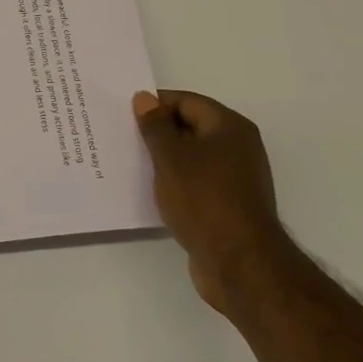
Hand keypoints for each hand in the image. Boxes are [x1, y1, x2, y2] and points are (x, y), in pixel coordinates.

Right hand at [133, 89, 285, 313]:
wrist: (240, 263)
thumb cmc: (204, 200)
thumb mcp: (171, 158)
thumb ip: (155, 126)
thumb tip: (145, 98)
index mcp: (229, 127)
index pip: (186, 101)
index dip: (154, 105)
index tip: (123, 114)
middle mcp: (238, 147)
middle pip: (190, 127)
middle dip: (157, 132)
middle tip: (122, 137)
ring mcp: (235, 177)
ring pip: (191, 157)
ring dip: (164, 159)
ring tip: (130, 162)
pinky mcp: (228, 204)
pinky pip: (195, 182)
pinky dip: (174, 181)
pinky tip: (151, 190)